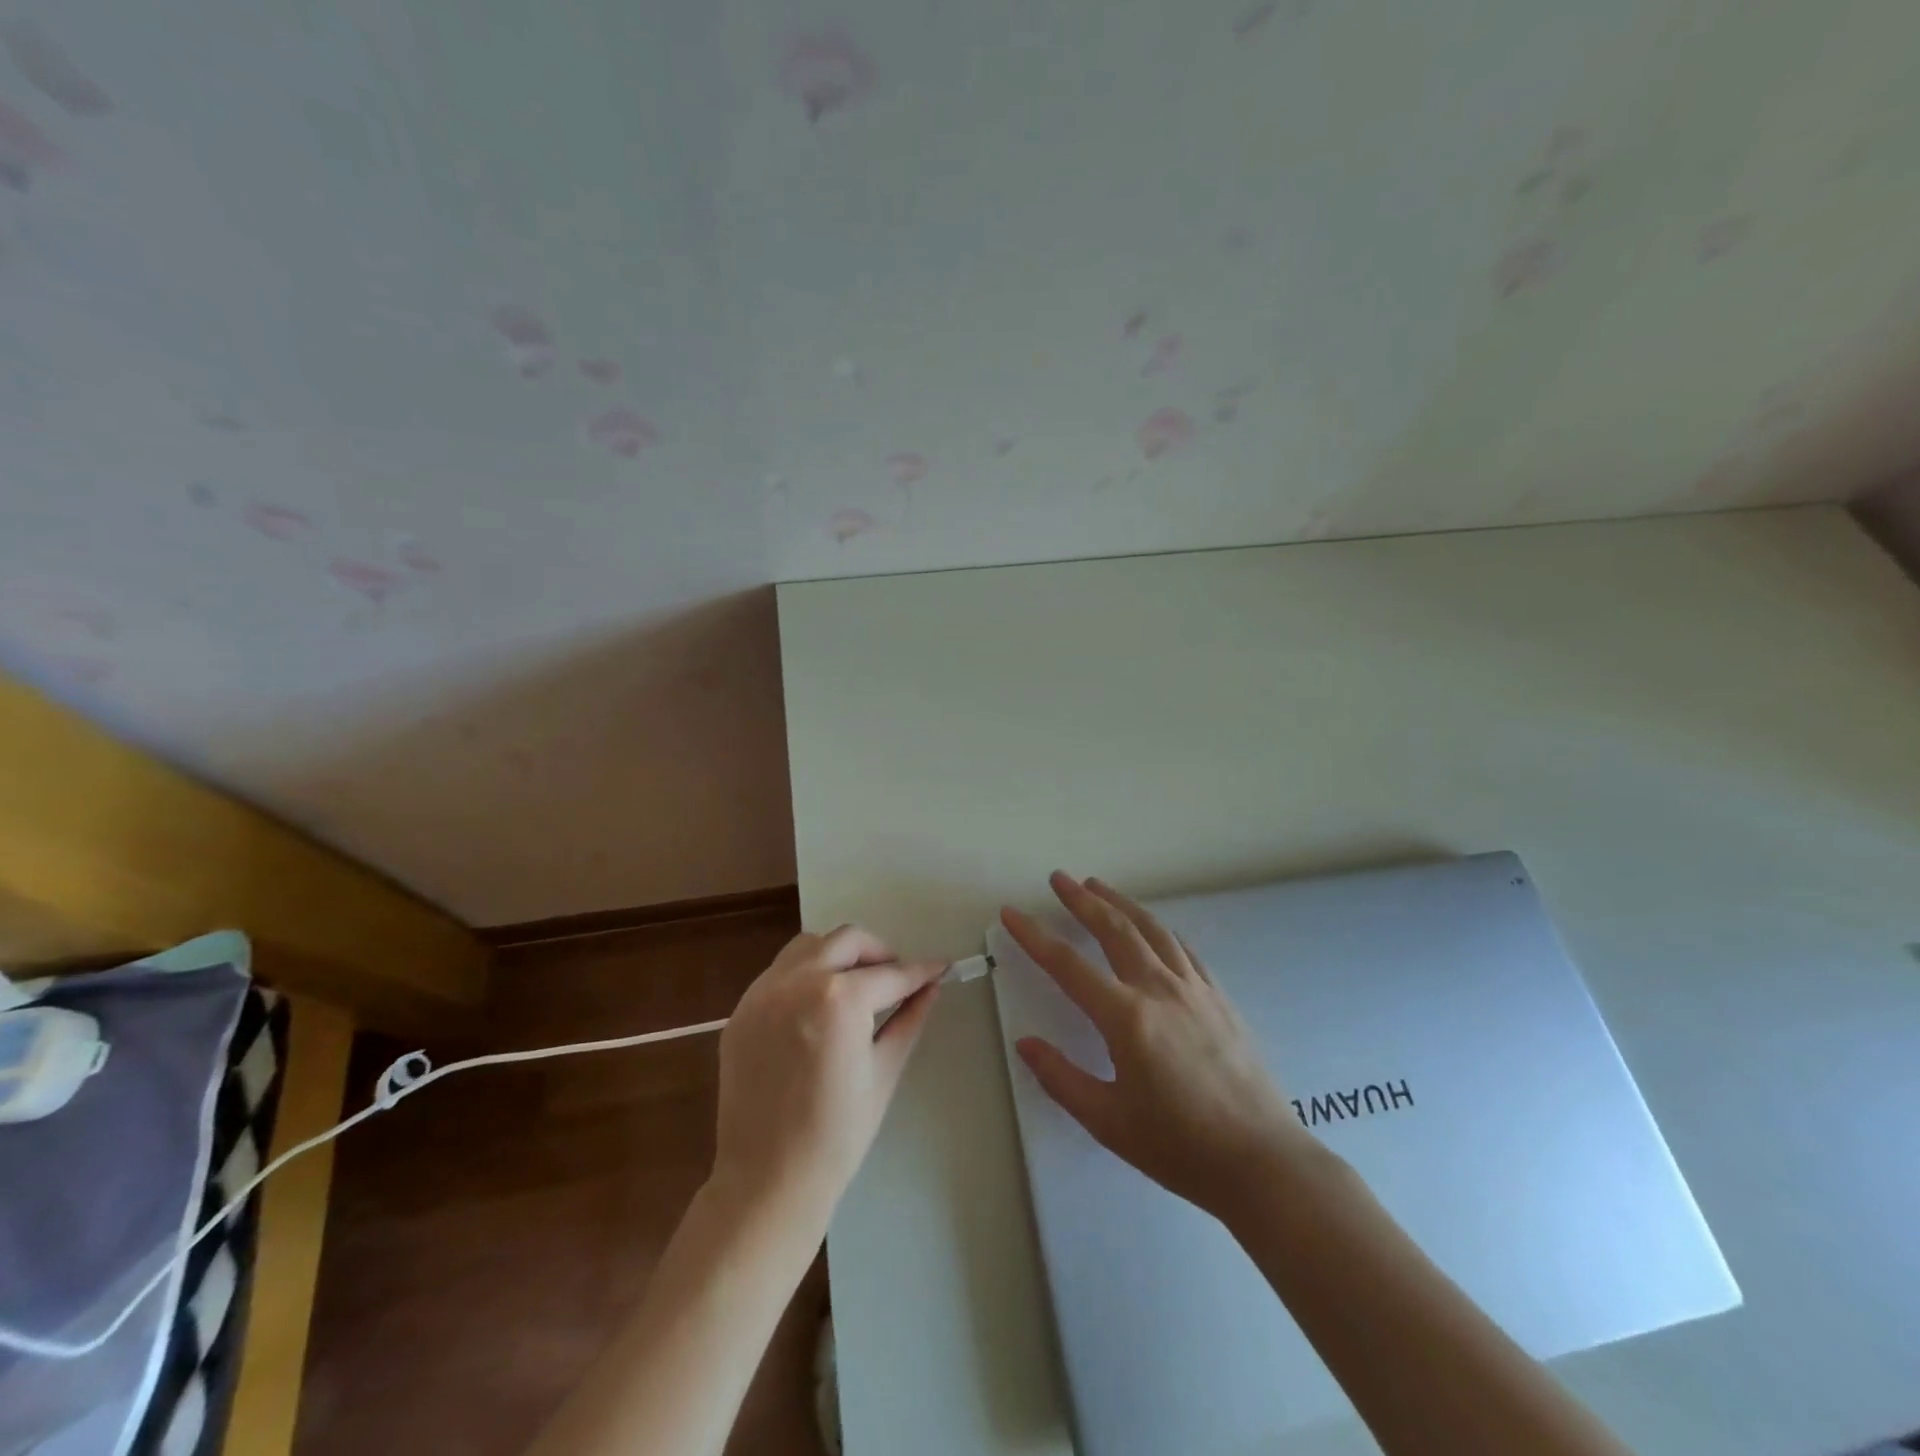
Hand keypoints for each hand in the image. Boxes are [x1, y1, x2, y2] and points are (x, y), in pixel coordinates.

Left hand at [711, 926, 944, 1225]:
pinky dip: (805, 975)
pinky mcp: (742, 1010)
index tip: (940, 967)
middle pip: (847, 941)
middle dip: (879, 953)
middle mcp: (798, 982)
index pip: (890, 974)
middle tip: (896, 979)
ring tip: (855, 986)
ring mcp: (763, 993)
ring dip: (838, 954)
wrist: (768, 1180)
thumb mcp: (884, 1072)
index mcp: (839, 999)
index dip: (920, 971)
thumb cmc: (837, 1135)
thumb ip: (909, 1019)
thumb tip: (931, 986)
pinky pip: (779, 972)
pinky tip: (818, 1006)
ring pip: (809, 946)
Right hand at [1002, 872, 1313, 1218]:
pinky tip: (1151, 927)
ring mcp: (1194, 988)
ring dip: (1120, 903)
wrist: (1261, 1161)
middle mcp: (1159, 989)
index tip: (1011, 913)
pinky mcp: (1219, 996)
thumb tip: (1026, 1043)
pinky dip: (1157, 928)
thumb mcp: (1108, 1121)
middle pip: (1114, 929)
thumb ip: (1061, 1078)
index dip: (1034, 936)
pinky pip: (1182, 948)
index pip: (1068, 965)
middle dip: (1082, 900)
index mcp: (1127, 1017)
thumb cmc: (1179, 1147)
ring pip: (1151, 929)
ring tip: (1097, 886)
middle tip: (1058, 878)